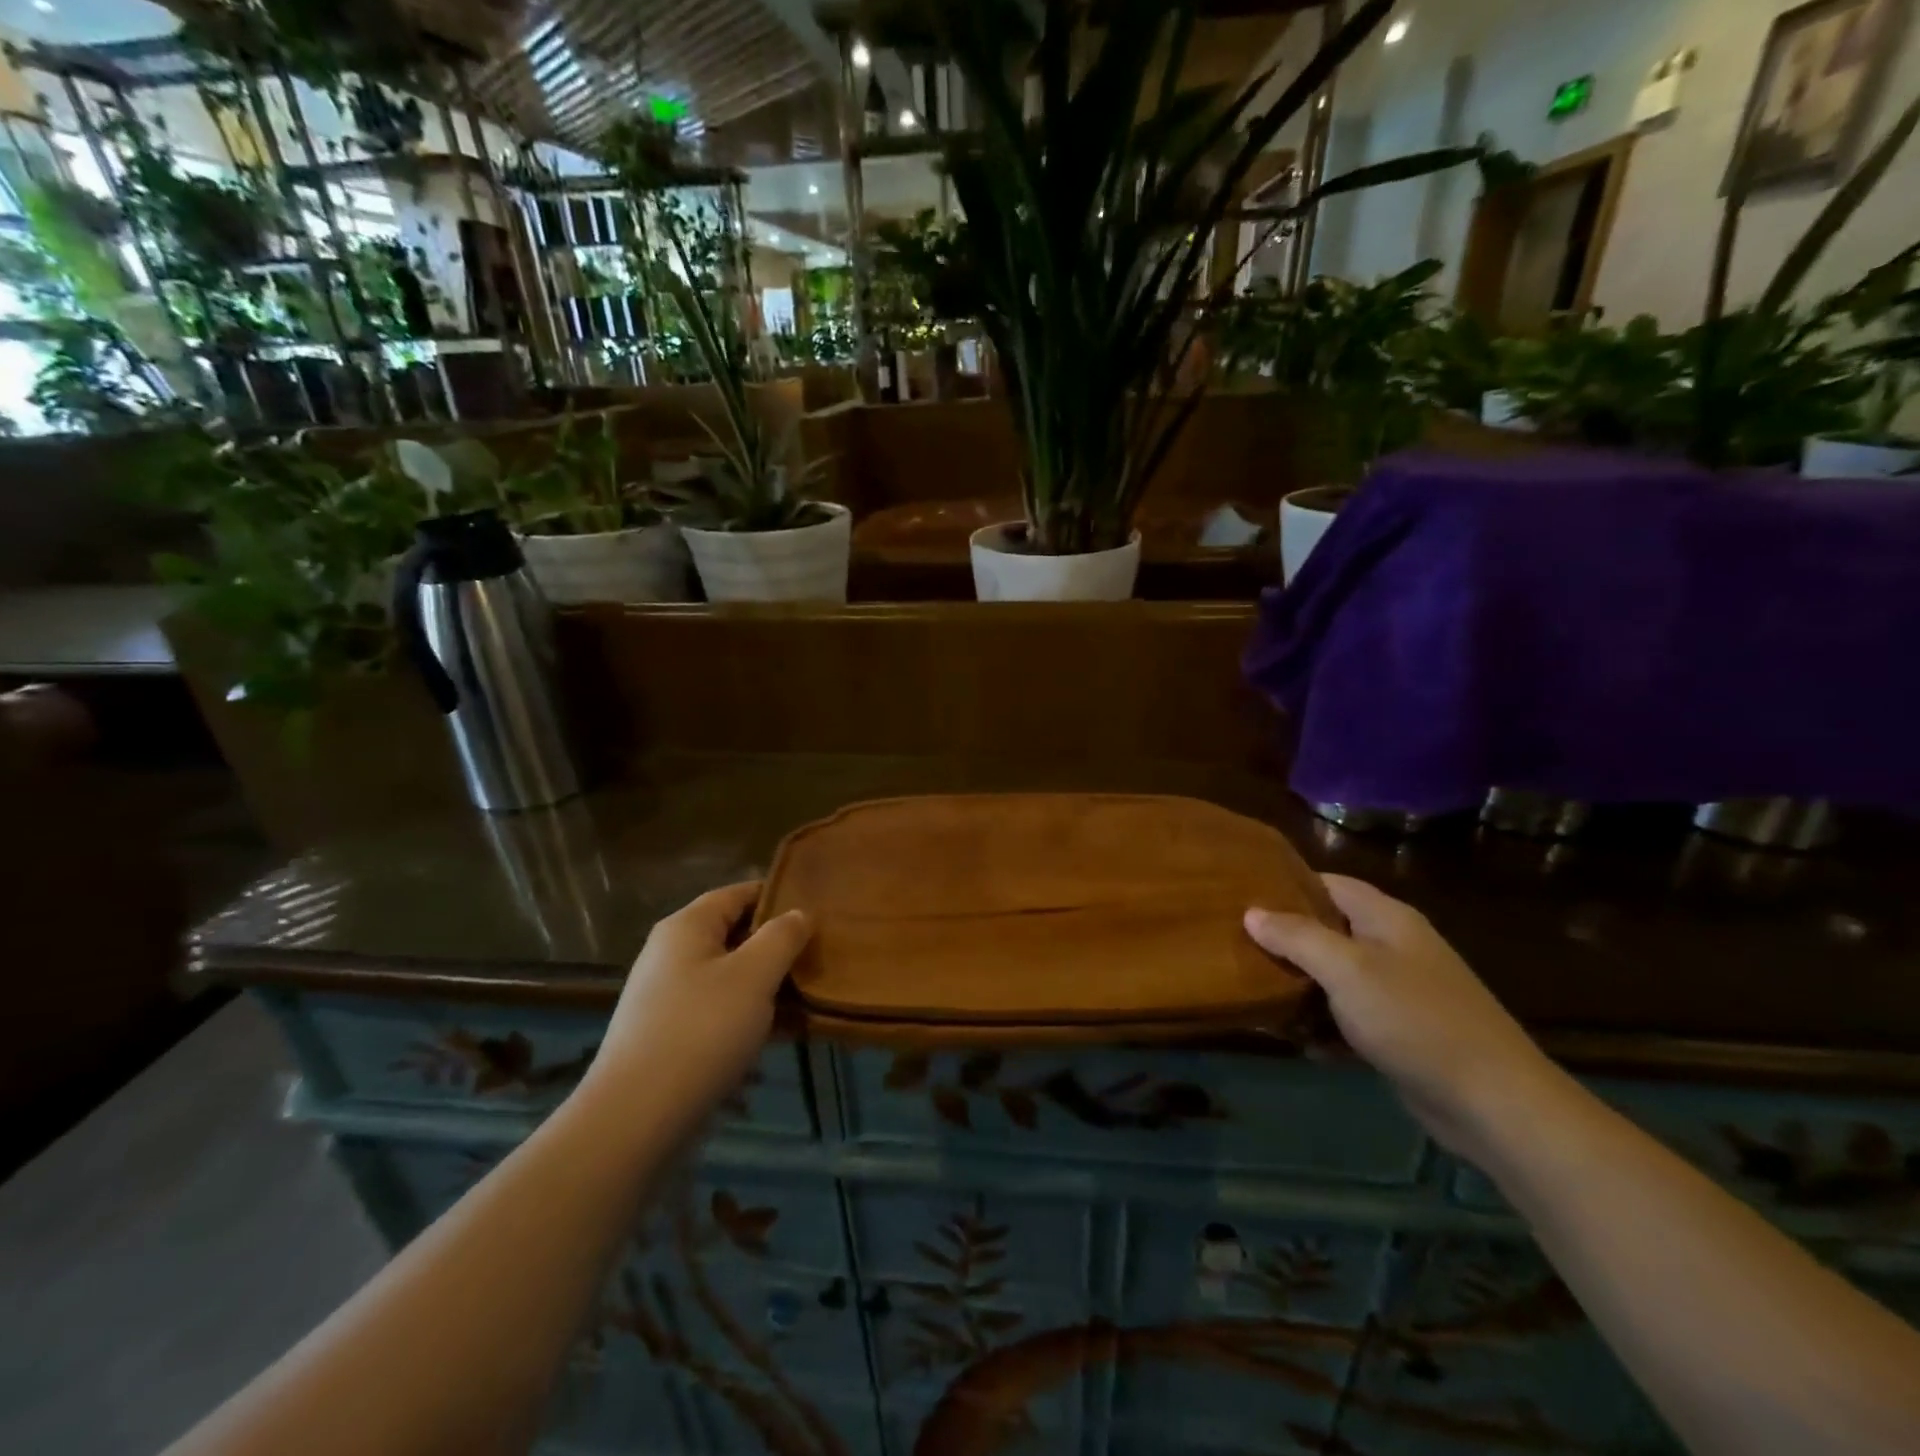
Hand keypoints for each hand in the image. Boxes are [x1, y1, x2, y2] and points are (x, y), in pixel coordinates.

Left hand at [581, 881, 811, 1125]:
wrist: (636, 1118)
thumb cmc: (701, 1030)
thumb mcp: (754, 975)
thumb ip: (782, 937)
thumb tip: (799, 913)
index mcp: (687, 927)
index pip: (737, 893)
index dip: (777, 895)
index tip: (816, 906)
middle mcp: (671, 954)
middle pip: (734, 934)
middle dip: (777, 943)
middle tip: (820, 953)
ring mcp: (668, 997)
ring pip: (730, 976)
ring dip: (768, 983)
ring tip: (811, 993)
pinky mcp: (670, 1036)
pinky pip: (720, 1011)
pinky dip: (751, 1014)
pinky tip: (783, 1032)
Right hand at [1244, 874, 1557, 1158]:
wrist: (1494, 1103)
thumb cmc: (1415, 1020)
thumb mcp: (1347, 970)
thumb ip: (1297, 936)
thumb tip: (1251, 912)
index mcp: (1386, 918)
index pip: (1327, 883)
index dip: (1285, 884)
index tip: (1239, 894)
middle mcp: (1393, 946)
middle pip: (1327, 929)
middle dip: (1284, 937)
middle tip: (1235, 943)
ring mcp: (1399, 990)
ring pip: (1334, 975)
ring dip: (1299, 984)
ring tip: (1252, 989)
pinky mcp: (1400, 1032)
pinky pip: (1349, 1016)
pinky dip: (1323, 1023)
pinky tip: (1296, 1039)